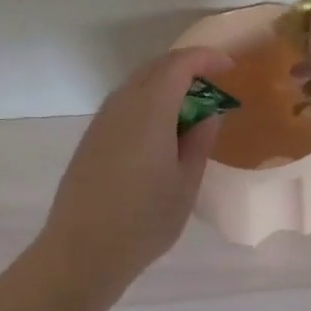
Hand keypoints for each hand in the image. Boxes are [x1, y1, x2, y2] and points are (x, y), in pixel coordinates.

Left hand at [40, 46, 234, 275]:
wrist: (81, 251)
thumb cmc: (144, 220)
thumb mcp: (186, 183)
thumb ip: (200, 140)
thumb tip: (208, 113)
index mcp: (150, 109)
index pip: (180, 64)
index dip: (206, 59)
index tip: (229, 68)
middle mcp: (122, 104)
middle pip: (156, 67)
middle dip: (187, 67)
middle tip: (213, 86)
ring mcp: (102, 120)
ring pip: (137, 84)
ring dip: (165, 84)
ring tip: (190, 109)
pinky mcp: (91, 137)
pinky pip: (124, 103)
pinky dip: (148, 102)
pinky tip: (160, 131)